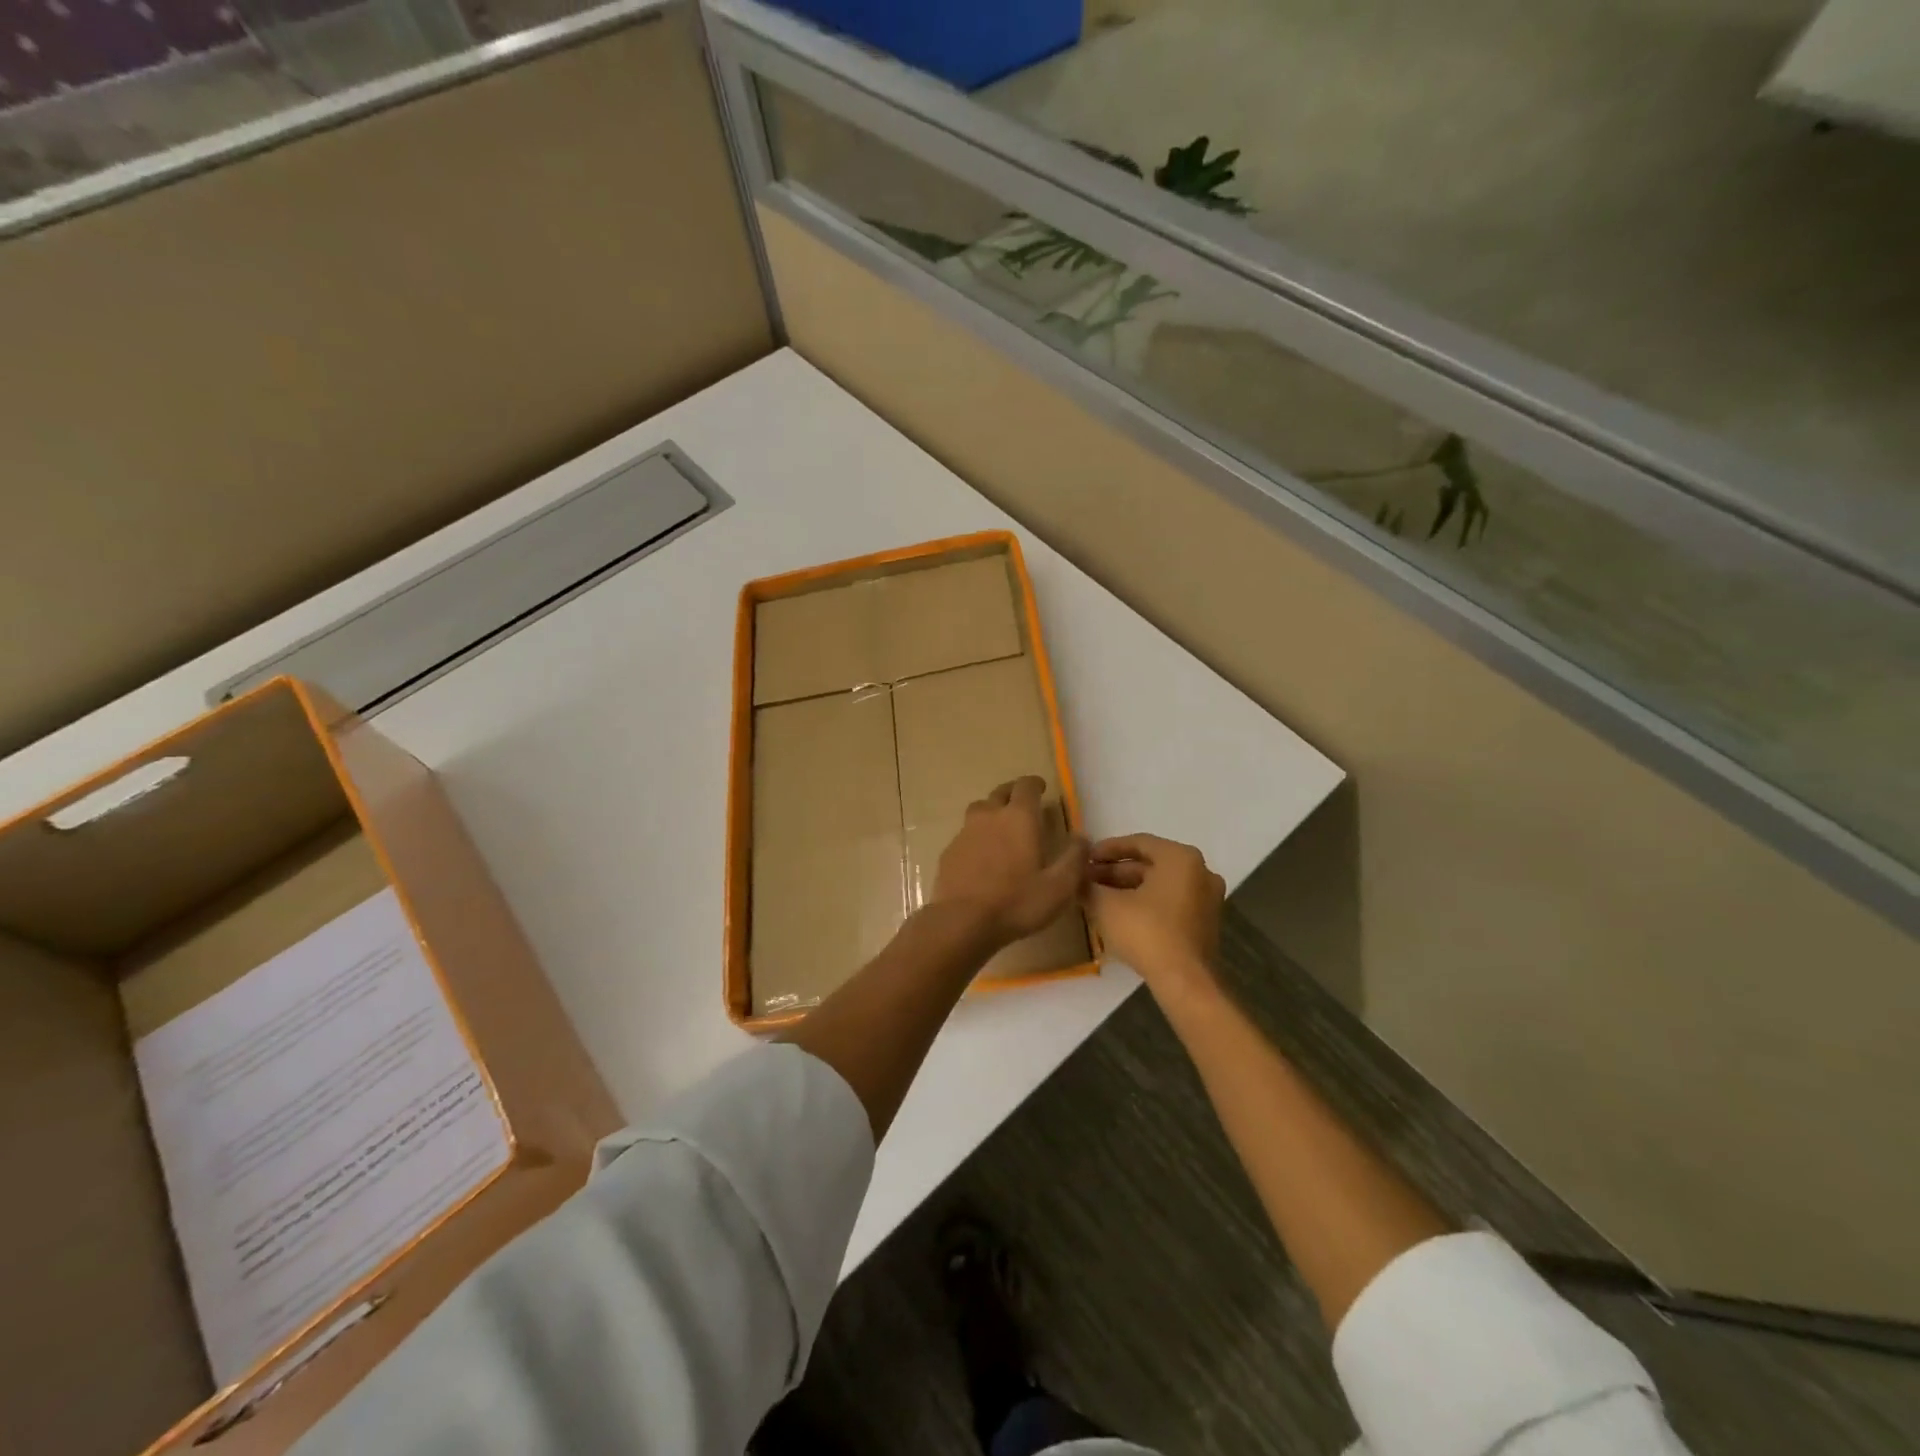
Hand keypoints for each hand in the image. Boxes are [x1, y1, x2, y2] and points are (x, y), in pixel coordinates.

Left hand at [931, 776, 1088, 948]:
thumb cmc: (1016, 902)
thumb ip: (1074, 859)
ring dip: (992, 812)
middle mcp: (990, 816)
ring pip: (979, 810)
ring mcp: (965, 832)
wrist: (962, 921)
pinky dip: (977, 837)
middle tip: (1023, 804)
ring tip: (1002, 827)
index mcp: (1019, 818)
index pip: (1026, 786)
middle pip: (1000, 793)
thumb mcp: (1059, 887)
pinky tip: (982, 856)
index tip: (1042, 788)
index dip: (1035, 784)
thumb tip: (1082, 838)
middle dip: (1013, 793)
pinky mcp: (949, 851)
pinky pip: (966, 834)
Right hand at [1088, 834, 1223, 998]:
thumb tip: (1075, 879)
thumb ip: (1088, 886)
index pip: (1138, 842)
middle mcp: (1200, 871)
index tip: (1085, 858)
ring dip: (1128, 888)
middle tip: (1087, 880)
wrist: (1185, 981)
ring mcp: (1206, 898)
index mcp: (1180, 858)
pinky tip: (1119, 914)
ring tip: (1097, 897)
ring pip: (1159, 884)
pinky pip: (1170, 902)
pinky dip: (1145, 902)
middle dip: (1115, 872)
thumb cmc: (1146, 932)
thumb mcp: (1107, 906)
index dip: (1107, 849)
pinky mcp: (1204, 922)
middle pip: (1149, 864)